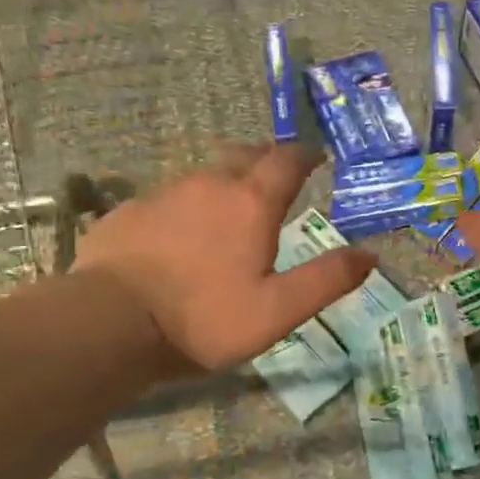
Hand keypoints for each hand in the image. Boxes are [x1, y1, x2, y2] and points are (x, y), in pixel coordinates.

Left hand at [75, 144, 374, 374]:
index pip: (286, 160)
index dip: (305, 154)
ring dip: (224, 183)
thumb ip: (326, 280)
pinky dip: (185, 207)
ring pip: (203, 175)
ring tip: (230, 209)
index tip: (317, 156)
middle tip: (276, 178)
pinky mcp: (128, 212)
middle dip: (265, 160)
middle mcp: (209, 185)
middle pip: (243, 155)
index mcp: (251, 203)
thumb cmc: (203, 319)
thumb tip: (371, 254)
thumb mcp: (277, 310)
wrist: (108, 324)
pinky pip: (168, 198)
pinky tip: (179, 236)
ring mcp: (163, 194)